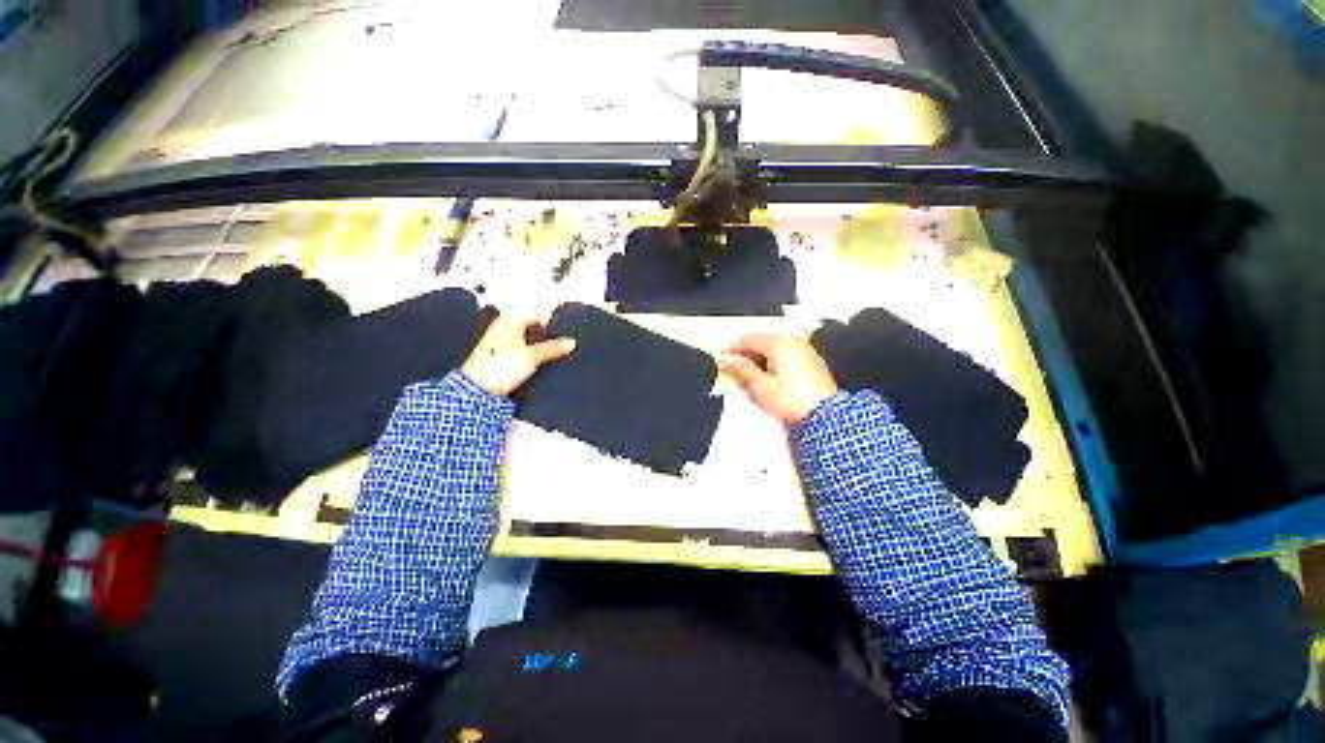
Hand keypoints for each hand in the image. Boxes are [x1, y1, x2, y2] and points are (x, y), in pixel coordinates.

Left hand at [462, 310, 575, 396]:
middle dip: (547, 335)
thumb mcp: (533, 356)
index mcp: (510, 320)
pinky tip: (542, 362)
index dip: (552, 322)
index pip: (537, 315)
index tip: (566, 332)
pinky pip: (522, 350)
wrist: (478, 389)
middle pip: (532, 327)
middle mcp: (504, 327)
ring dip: (540, 346)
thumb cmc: (504, 365)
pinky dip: (532, 354)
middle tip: (564, 345)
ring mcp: (501, 342)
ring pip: (527, 340)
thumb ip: (553, 348)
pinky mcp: (500, 357)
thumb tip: (572, 341)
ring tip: (557, 354)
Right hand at [719, 334, 838, 425]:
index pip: (748, 339)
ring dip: (759, 358)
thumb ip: (741, 369)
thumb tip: (725, 359)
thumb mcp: (760, 386)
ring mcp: (804, 350)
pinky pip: (786, 355)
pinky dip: (773, 362)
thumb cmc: (791, 401)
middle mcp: (793, 341)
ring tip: (749, 375)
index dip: (733, 349)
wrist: (826, 417)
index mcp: (778, 343)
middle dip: (746, 353)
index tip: (722, 360)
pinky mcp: (812, 362)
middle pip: (762, 341)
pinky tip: (768, 377)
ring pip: (774, 348)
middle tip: (733, 368)